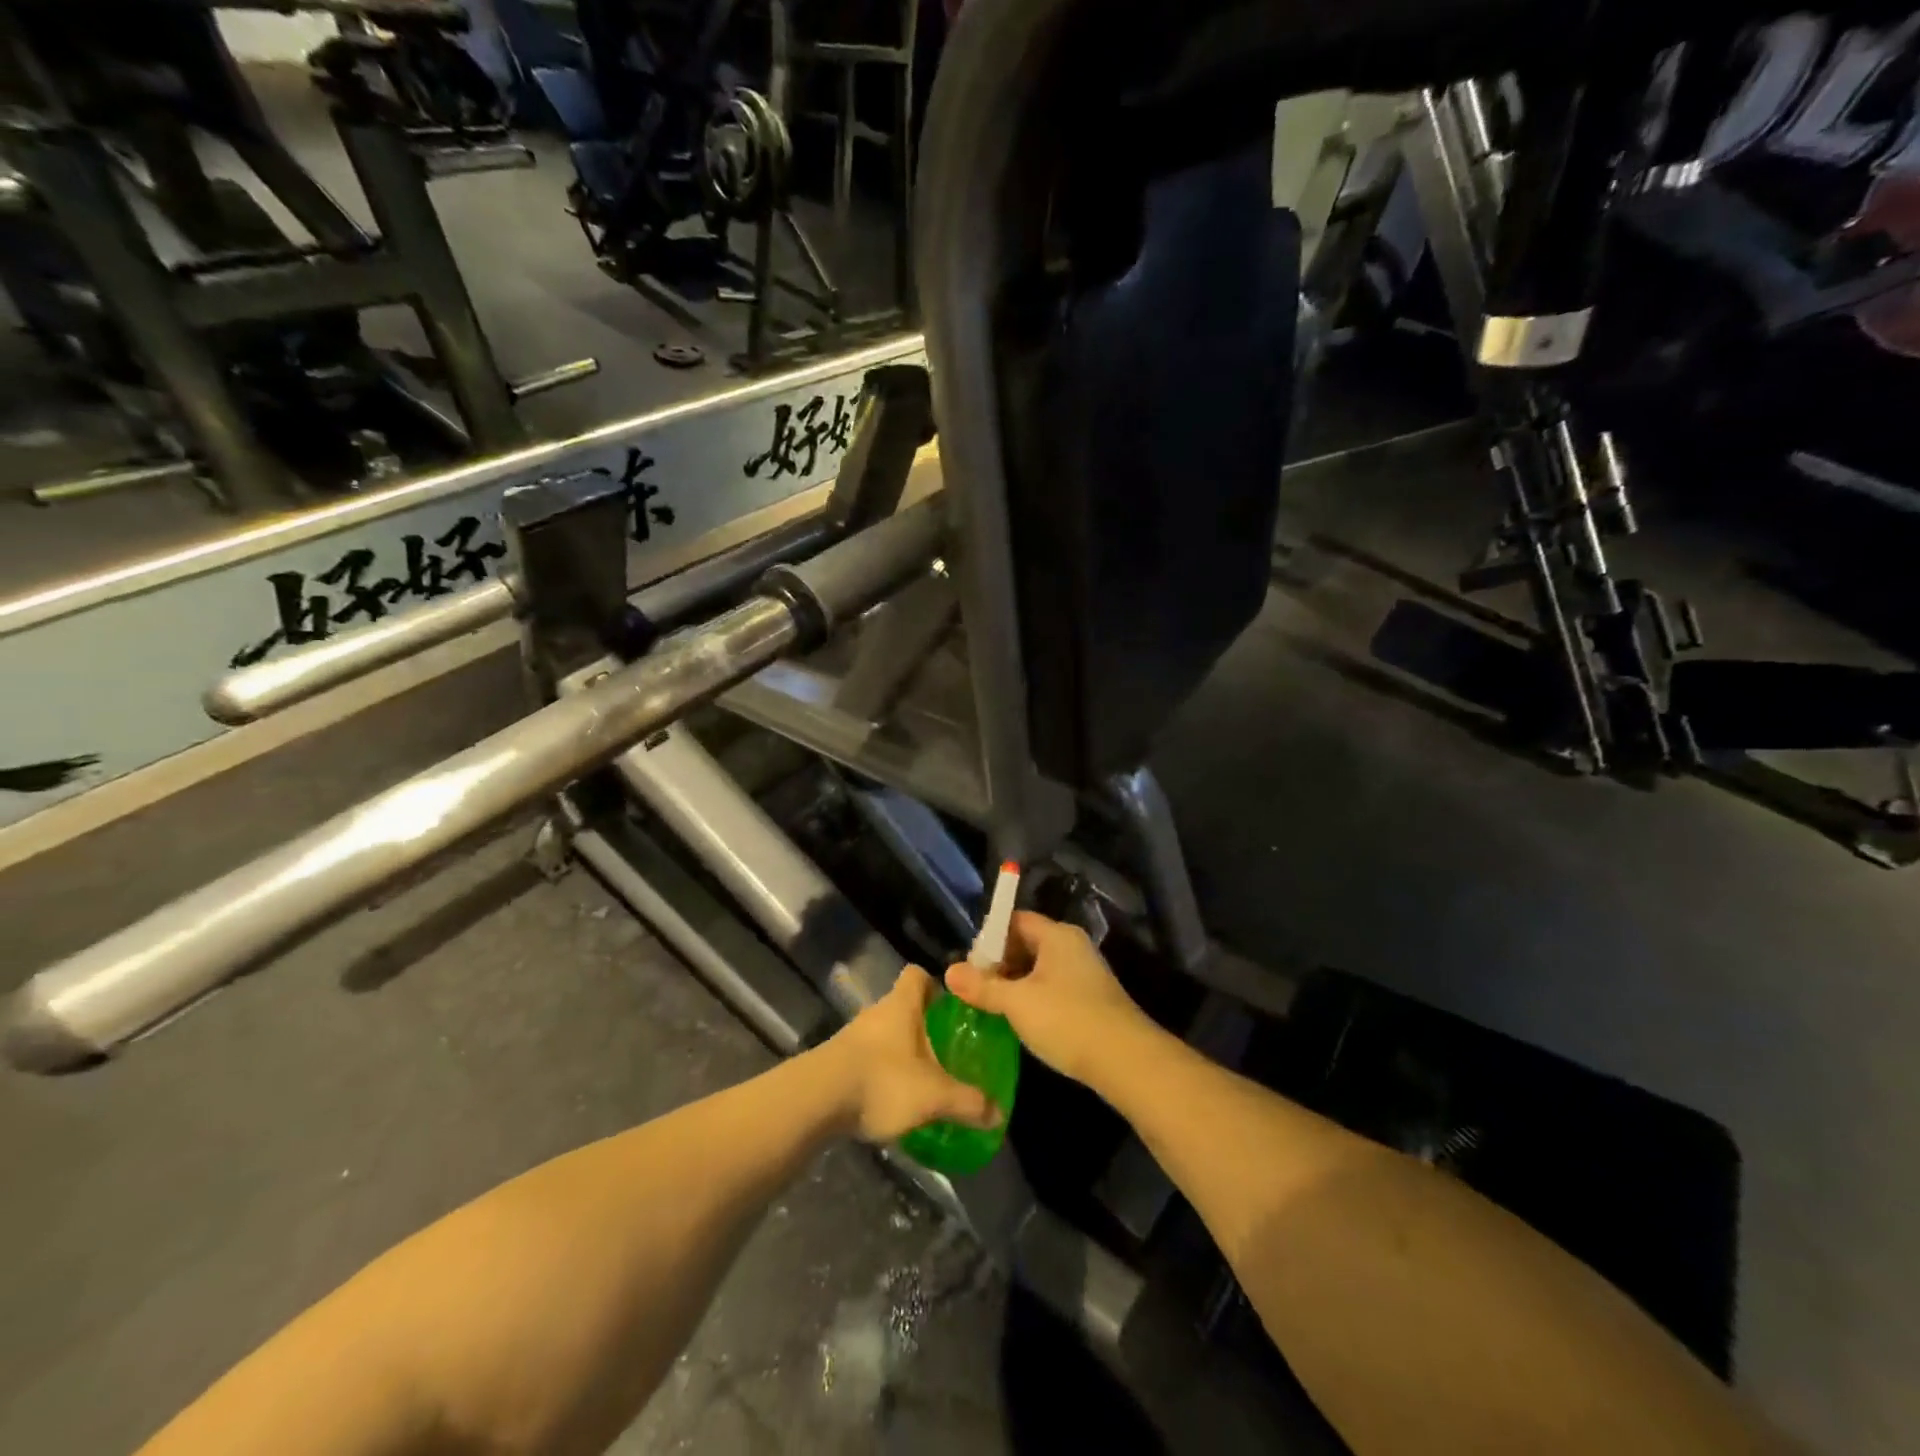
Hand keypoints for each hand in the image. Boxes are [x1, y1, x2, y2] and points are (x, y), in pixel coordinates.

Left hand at [821, 966, 1003, 1142]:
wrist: (815, 1101)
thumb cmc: (882, 1081)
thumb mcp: (934, 1096)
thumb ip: (968, 1103)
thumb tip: (999, 1114)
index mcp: (901, 1005)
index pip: (917, 975)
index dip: (935, 986)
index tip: (952, 1007)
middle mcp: (876, 1013)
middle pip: (903, 1007)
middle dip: (923, 1026)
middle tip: (946, 1051)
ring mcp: (853, 1037)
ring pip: (885, 1035)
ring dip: (901, 1052)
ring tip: (922, 1081)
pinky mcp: (837, 1062)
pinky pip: (868, 1059)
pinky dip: (881, 1073)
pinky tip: (892, 1100)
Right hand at [945, 911, 1153, 1085]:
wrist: (1126, 1061)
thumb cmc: (1067, 1020)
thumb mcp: (1017, 1003)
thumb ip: (983, 986)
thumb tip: (949, 971)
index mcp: (1057, 935)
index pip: (1016, 920)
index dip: (990, 937)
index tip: (969, 963)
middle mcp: (1073, 947)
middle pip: (1027, 943)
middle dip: (999, 964)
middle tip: (975, 988)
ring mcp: (1085, 973)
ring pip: (1040, 969)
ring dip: (1015, 984)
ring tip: (991, 1007)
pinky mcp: (1091, 999)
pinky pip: (1054, 988)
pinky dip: (1034, 998)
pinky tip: (1021, 1022)